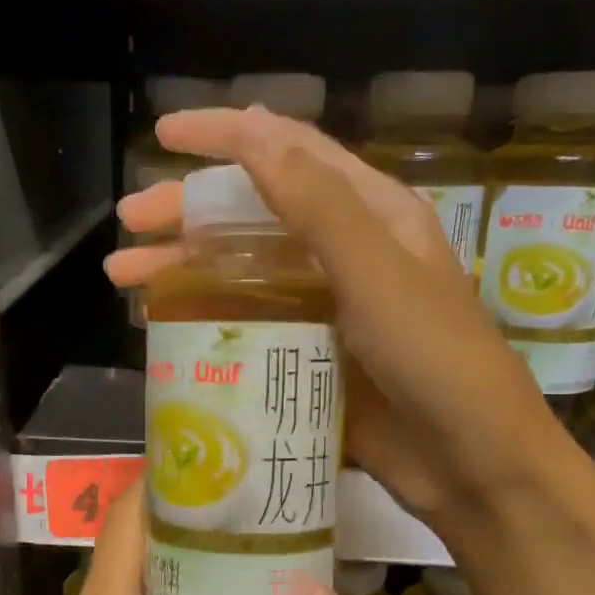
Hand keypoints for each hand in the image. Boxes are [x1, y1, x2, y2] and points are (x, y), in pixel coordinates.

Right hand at [108, 106, 588, 528]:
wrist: (472, 463)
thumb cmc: (437, 359)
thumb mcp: (377, 273)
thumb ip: (316, 204)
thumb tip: (252, 130)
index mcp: (370, 213)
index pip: (289, 152)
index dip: (226, 135)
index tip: (164, 132)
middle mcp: (343, 250)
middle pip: (252, 212)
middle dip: (187, 211)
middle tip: (127, 223)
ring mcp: (324, 306)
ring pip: (242, 268)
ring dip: (183, 265)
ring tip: (122, 276)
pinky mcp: (309, 354)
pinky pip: (247, 321)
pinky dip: (206, 315)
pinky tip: (164, 324)